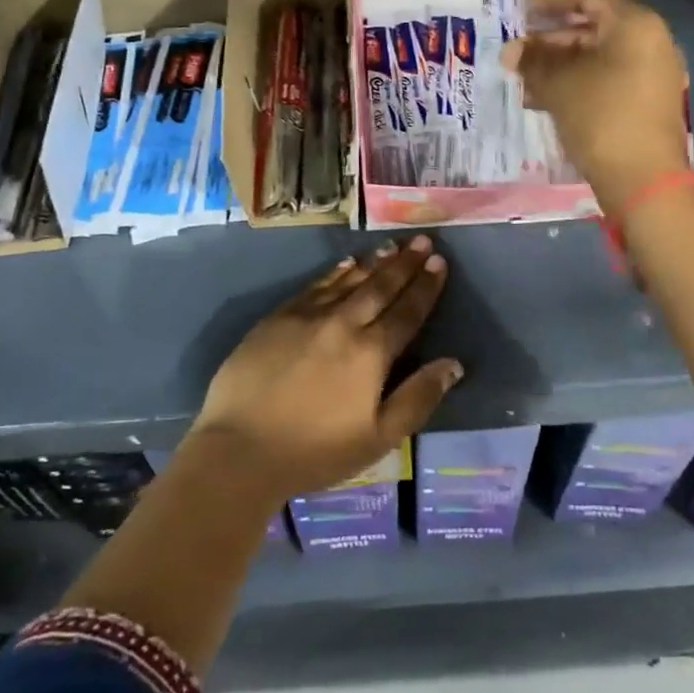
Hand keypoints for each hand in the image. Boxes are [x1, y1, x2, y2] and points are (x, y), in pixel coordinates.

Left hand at [188, 237, 461, 502]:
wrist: (240, 448)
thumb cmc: (314, 451)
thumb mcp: (378, 438)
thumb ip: (417, 398)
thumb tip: (453, 364)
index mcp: (371, 353)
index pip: (407, 312)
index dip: (425, 287)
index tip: (439, 263)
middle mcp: (343, 323)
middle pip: (380, 287)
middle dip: (405, 263)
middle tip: (423, 241)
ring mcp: (307, 316)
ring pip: (349, 280)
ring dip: (374, 262)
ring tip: (393, 245)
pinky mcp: (278, 316)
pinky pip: (316, 285)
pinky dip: (336, 271)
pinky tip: (347, 262)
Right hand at [504, 0, 689, 207]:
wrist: (643, 180)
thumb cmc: (600, 117)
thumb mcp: (558, 84)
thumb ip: (532, 60)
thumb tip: (511, 51)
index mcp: (634, 25)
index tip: (520, 3)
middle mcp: (650, 41)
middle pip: (593, 25)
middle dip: (550, 35)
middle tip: (518, 43)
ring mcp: (652, 72)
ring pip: (597, 55)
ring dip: (558, 61)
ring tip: (523, 75)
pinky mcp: (646, 100)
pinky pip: (606, 77)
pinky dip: (576, 80)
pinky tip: (543, 98)